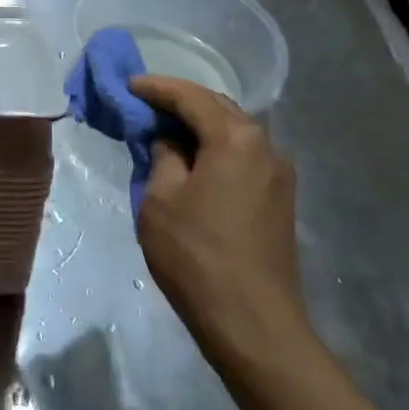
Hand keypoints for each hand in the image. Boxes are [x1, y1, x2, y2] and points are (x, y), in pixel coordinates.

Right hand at [129, 75, 307, 350]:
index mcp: (235, 138)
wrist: (253, 324)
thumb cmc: (197, 255)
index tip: (128, 85)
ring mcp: (279, 174)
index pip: (191, 96)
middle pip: (218, 107)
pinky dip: (216, 148)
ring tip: (166, 132)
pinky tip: (194, 161)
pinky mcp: (280, 199)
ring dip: (201, 126)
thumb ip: (163, 156)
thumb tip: (170, 142)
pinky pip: (244, 156)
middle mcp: (265, 146)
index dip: (156, 87)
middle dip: (181, 101)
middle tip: (145, 106)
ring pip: (234, 132)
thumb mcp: (160, 199)